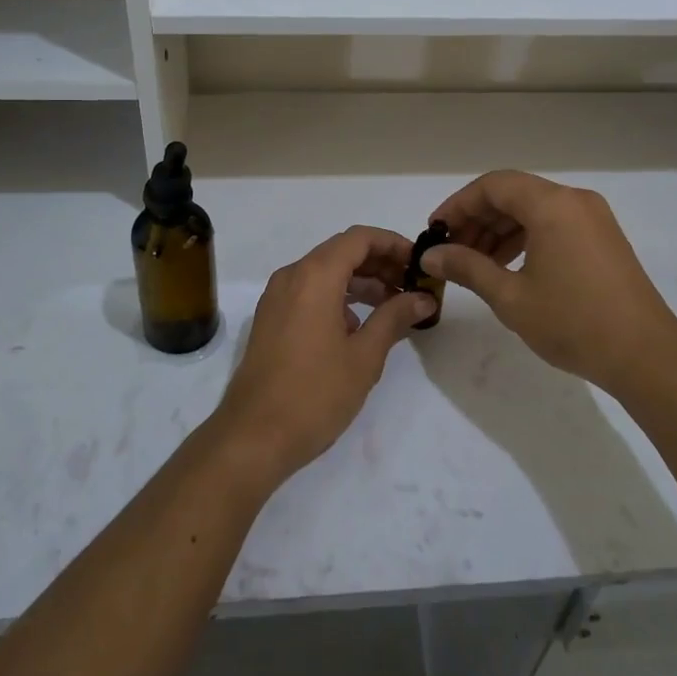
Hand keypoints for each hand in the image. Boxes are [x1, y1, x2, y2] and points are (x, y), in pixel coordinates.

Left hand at [212, 226, 436, 486]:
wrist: (253, 437)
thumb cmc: (315, 394)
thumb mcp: (364, 356)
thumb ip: (394, 317)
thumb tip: (423, 298)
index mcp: (314, 276)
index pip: (359, 238)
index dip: (393, 244)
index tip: (420, 263)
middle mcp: (292, 276)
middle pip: (342, 252)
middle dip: (380, 264)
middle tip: (413, 286)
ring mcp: (276, 298)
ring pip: (325, 273)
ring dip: (361, 282)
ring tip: (394, 306)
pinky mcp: (271, 319)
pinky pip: (309, 292)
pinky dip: (338, 297)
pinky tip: (359, 327)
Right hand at [422, 171, 676, 392]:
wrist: (645, 356)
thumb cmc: (573, 323)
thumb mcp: (510, 297)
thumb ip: (467, 268)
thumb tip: (430, 256)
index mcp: (552, 205)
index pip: (493, 186)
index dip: (458, 204)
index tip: (435, 231)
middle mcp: (574, 200)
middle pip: (513, 194)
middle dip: (478, 219)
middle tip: (451, 251)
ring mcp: (593, 218)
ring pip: (534, 209)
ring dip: (500, 230)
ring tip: (475, 263)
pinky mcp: (603, 238)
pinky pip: (554, 224)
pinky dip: (526, 237)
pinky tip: (508, 266)